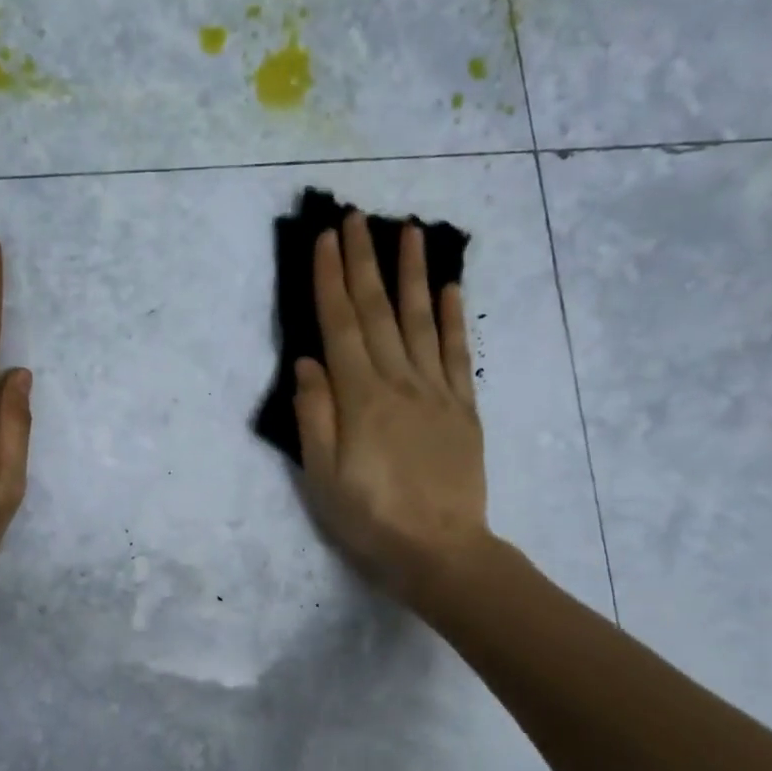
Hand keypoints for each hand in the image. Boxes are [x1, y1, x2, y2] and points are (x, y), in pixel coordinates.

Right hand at [292, 212, 490, 603]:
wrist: (441, 553)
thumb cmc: (370, 520)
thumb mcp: (322, 477)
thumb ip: (314, 416)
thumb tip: (308, 362)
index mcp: (360, 398)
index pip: (341, 326)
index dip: (331, 280)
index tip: (326, 239)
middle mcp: (399, 383)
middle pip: (379, 312)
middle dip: (364, 261)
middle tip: (357, 217)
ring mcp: (436, 393)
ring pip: (422, 320)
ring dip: (412, 273)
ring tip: (408, 230)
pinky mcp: (463, 409)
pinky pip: (458, 354)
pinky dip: (453, 317)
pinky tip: (450, 287)